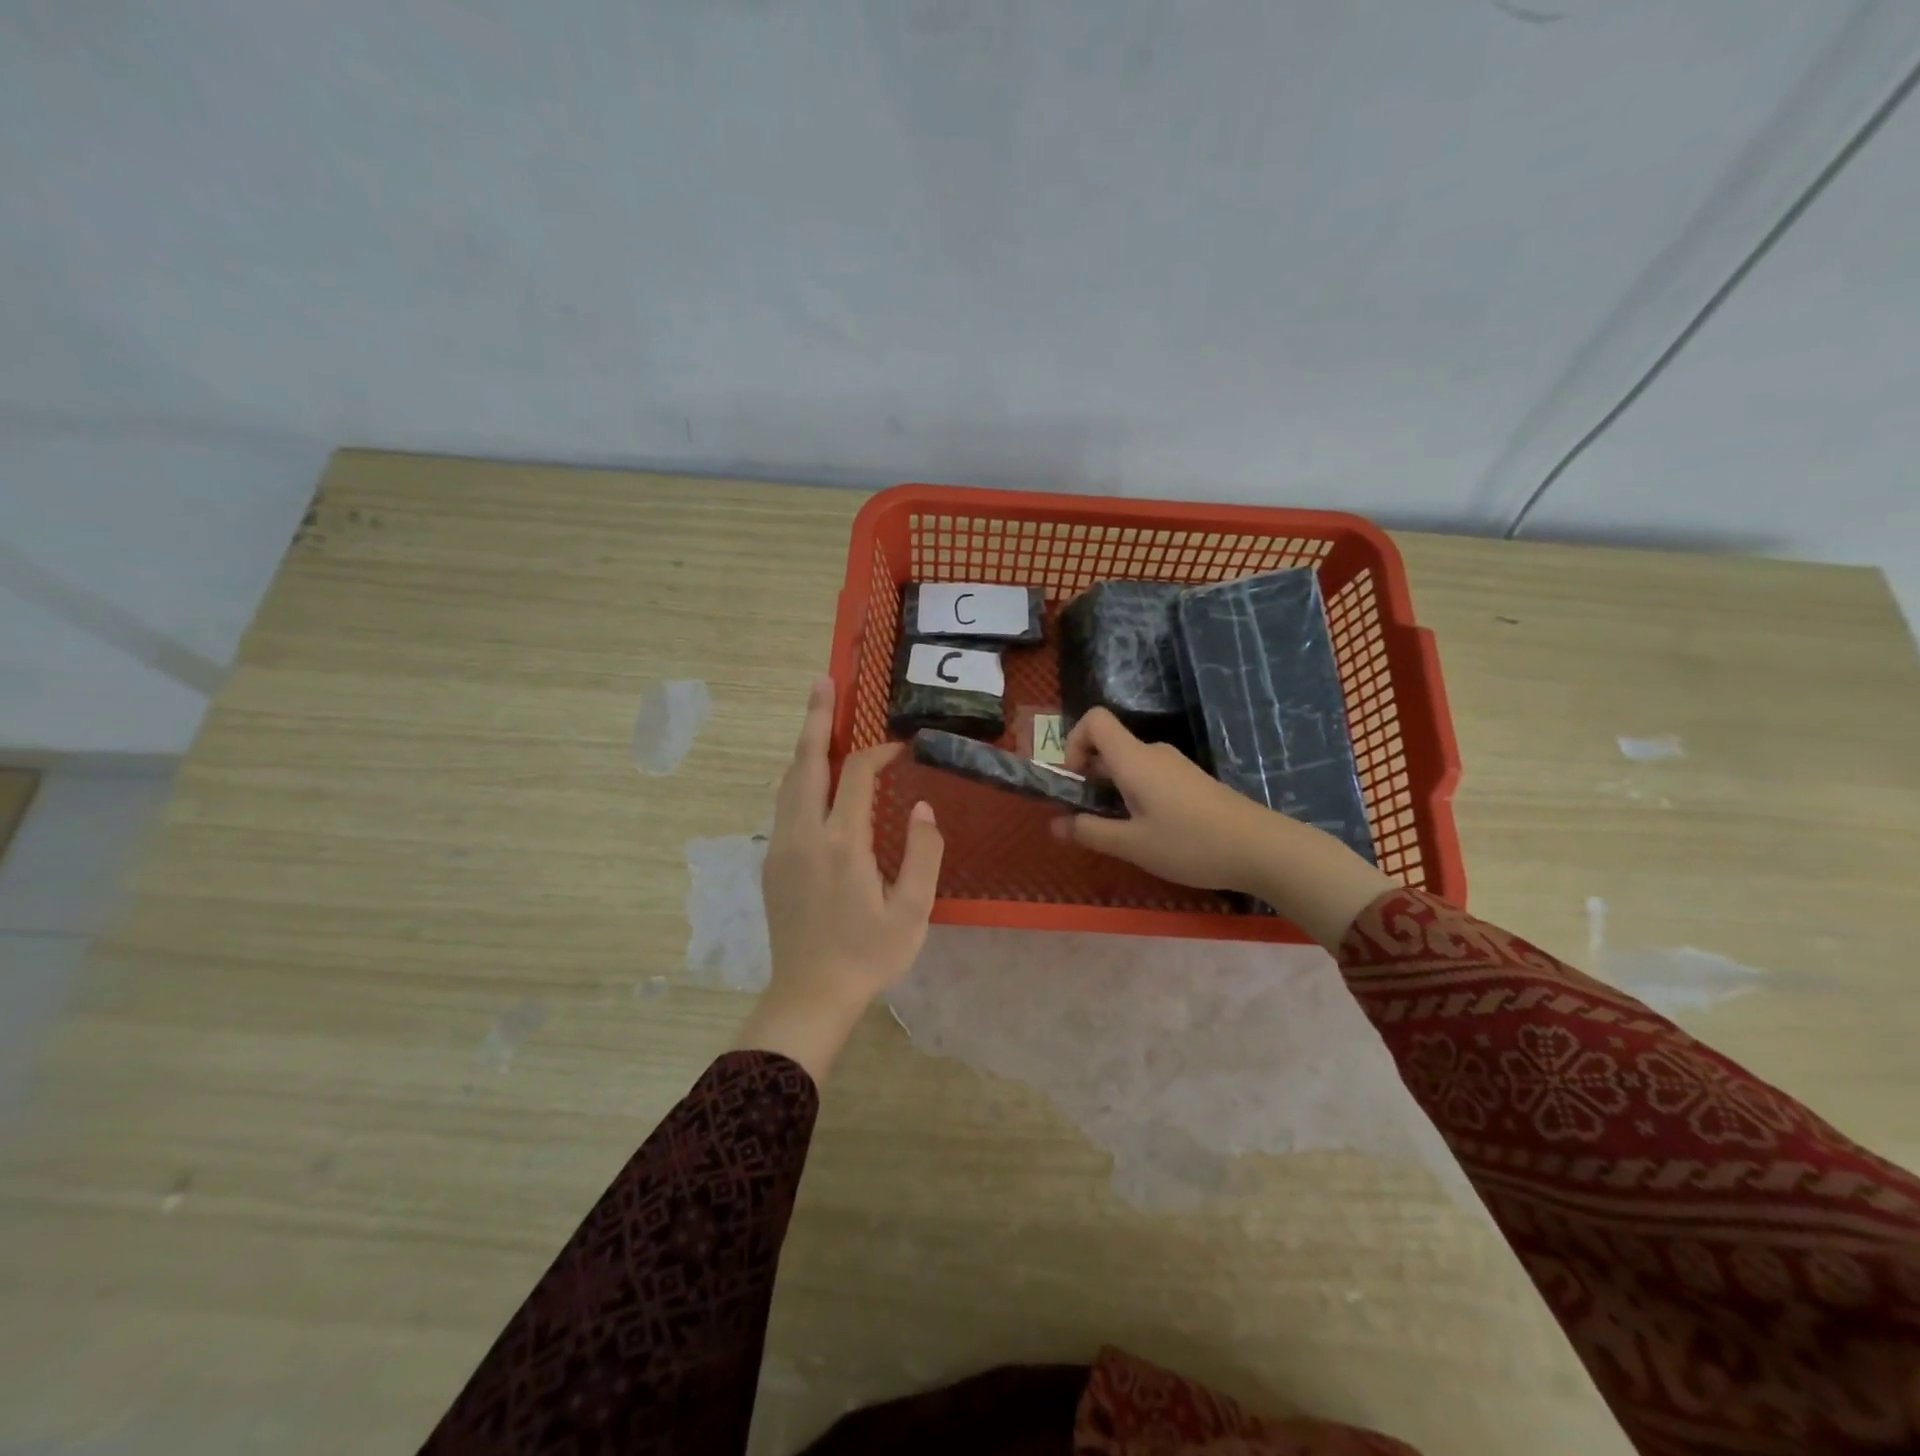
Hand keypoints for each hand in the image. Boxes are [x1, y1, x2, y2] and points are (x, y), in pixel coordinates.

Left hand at [735, 676, 944, 1081]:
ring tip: (818, 718)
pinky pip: (784, 804)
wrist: (809, 995)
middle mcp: (804, 834)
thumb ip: (923, 855)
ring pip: (789, 781)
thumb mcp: (912, 912)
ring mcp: (781, 847)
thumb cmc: (868, 956)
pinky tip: (812, 776)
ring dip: (805, 746)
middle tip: (823, 681)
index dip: (880, 753)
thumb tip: (924, 809)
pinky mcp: (772, 862)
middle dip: (816, 718)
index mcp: (842, 843)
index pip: (858, 776)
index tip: (903, 748)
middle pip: (807, 762)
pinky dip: (799, 777)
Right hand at [1050, 708, 1393, 950]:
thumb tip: (1054, 824)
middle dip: (1089, 777)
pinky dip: (1135, 796)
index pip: (1094, 720)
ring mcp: (1175, 766)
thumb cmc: (1190, 843)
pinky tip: (1149, 833)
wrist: (1261, 848)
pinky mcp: (1191, 781)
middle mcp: (1153, 753)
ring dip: (1112, 791)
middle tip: (1088, 819)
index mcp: (1134, 759)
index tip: (1074, 782)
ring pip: (1129, 765)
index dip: (1074, 742)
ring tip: (1120, 833)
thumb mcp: (1132, 845)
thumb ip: (1090, 831)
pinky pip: (1149, 777)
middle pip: (1109, 746)